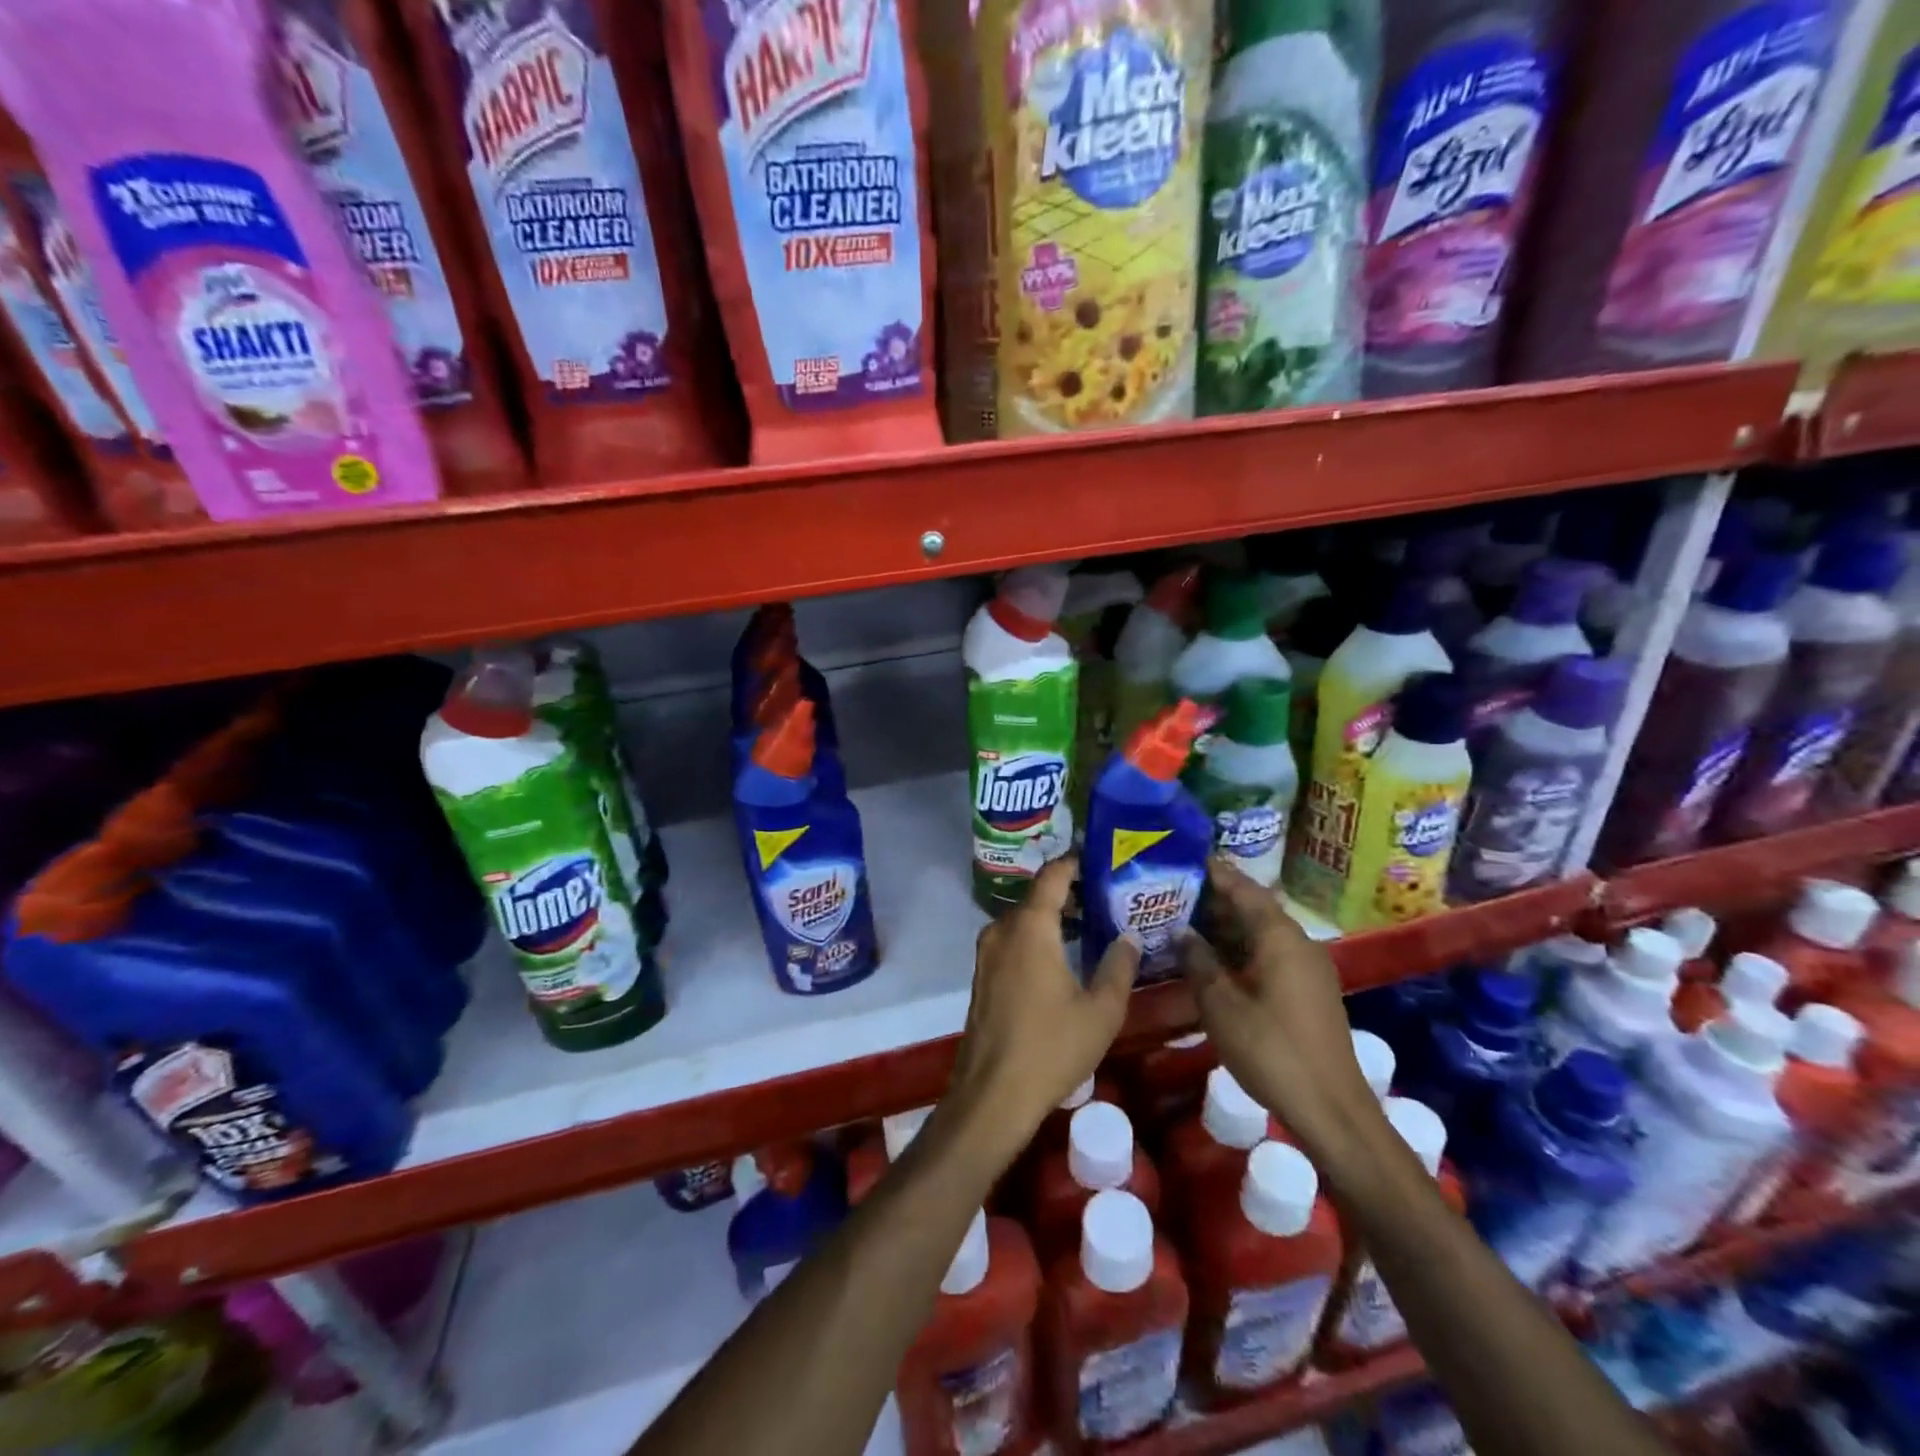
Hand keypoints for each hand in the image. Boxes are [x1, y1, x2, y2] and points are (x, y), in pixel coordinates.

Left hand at [940, 857, 1138, 1164]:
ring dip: (1054, 917)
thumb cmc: (1051, 1048)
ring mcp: (987, 953)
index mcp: (1030, 927)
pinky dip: (1037, 937)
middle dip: (1071, 892)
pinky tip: (1063, 957)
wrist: (993, 1094)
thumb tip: (1128, 935)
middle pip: (1038, 896)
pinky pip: (1013, 940)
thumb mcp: (1101, 1010)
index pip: (1053, 876)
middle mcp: (1003, 929)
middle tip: (1108, 897)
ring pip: (1024, 919)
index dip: (1076, 862)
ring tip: (1091, 926)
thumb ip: (1118, 966)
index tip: (1103, 859)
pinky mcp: (983, 975)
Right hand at [1181, 857, 1387, 1155]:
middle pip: (1254, 907)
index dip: (1215, 873)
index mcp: (1280, 937)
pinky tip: (1215, 960)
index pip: (1244, 889)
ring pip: (1262, 932)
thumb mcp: (1222, 1006)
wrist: (1332, 1109)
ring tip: (1187, 922)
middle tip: (1175, 893)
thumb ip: (1199, 962)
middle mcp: (1299, 942)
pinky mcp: (1309, 990)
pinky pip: (1271, 953)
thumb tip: (1182, 931)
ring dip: (1228, 926)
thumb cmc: (1272, 1051)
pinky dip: (1242, 948)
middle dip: (1216, 899)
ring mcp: (1308, 967)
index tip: (1184, 858)